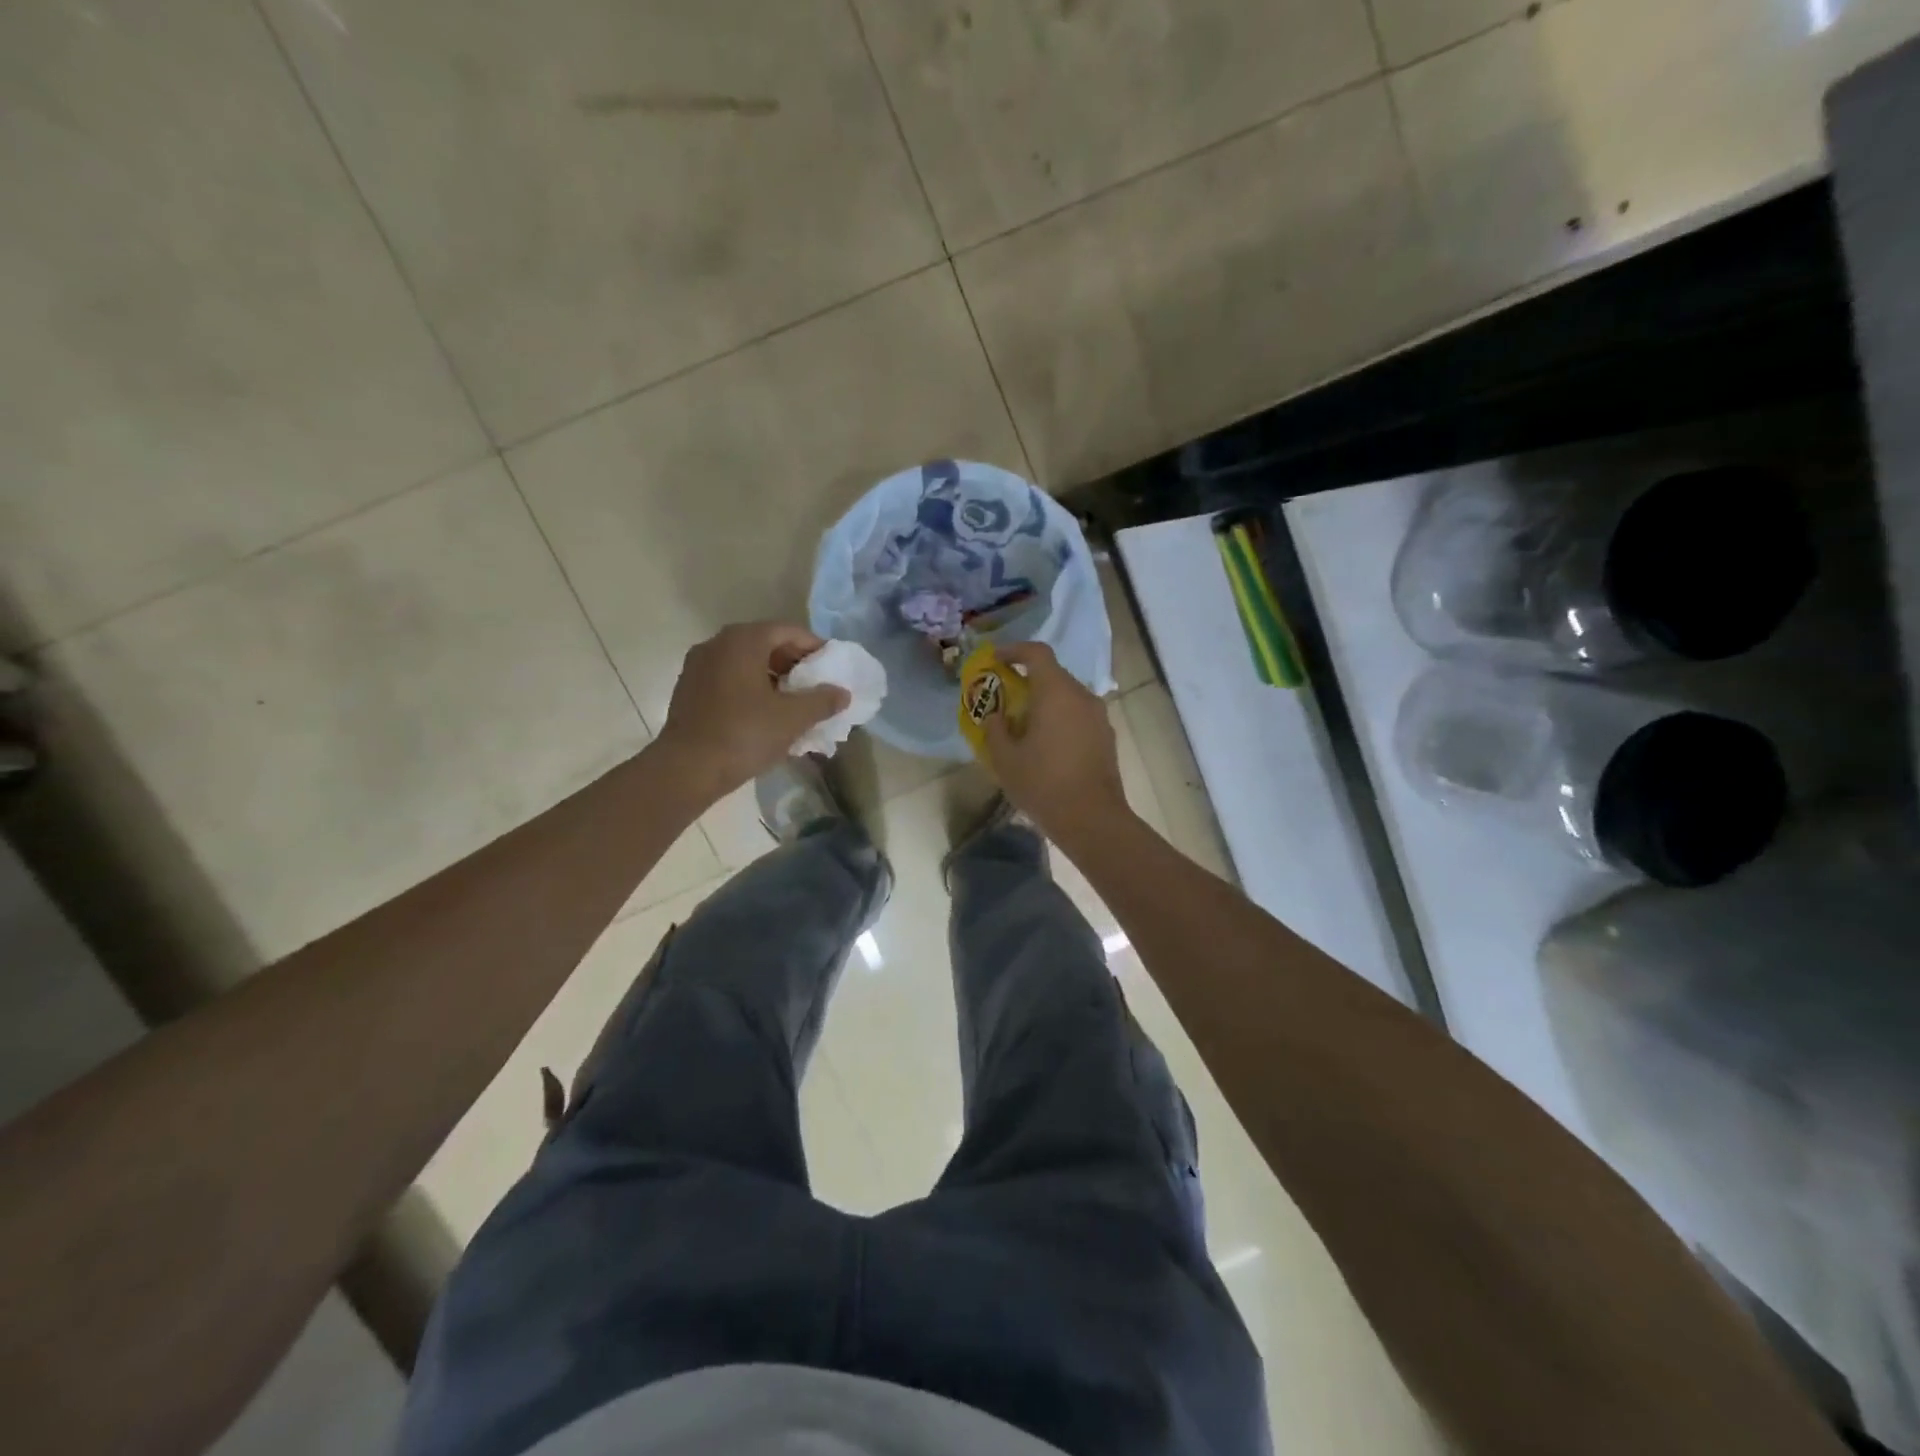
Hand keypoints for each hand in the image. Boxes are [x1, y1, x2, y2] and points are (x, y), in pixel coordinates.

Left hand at [655, 623, 848, 798]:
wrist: (686, 769)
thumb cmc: (744, 734)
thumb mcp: (793, 718)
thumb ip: (822, 701)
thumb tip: (842, 693)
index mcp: (743, 640)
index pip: (789, 631)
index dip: (815, 647)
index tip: (832, 668)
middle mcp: (718, 644)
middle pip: (765, 643)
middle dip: (794, 663)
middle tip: (815, 686)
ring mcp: (699, 666)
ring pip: (746, 662)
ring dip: (773, 677)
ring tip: (793, 702)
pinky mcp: (689, 689)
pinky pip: (729, 679)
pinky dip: (751, 688)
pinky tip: (764, 714)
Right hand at [981, 641, 1129, 844]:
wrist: (1093, 819)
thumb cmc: (1044, 784)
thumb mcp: (1005, 759)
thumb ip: (995, 729)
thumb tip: (994, 716)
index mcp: (1056, 692)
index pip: (1037, 653)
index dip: (1014, 650)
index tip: (995, 660)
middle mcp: (1082, 696)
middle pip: (1053, 674)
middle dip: (1027, 680)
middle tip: (1005, 697)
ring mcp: (1099, 716)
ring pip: (1067, 696)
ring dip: (1045, 702)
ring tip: (1023, 725)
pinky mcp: (1106, 736)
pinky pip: (1078, 715)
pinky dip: (1060, 719)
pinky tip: (1046, 745)